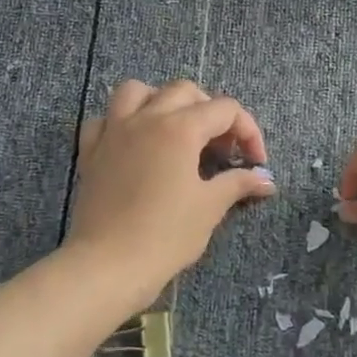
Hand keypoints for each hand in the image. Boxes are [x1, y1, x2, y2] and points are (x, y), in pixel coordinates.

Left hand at [68, 79, 275, 312]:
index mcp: (180, 128)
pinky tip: (133, 143)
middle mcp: (146, 118)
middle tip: (221, 147)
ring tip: (176, 129)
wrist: (108, 265)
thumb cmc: (166, 235)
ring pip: (138, 91)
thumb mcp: (210, 207)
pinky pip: (104, 119)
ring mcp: (114, 131)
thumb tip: (266, 180)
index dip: (248, 131)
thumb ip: (238, 183)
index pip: (225, 109)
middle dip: (210, 112)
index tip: (255, 163)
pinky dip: (121, 122)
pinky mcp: (90, 151)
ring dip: (162, 101)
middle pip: (185, 91)